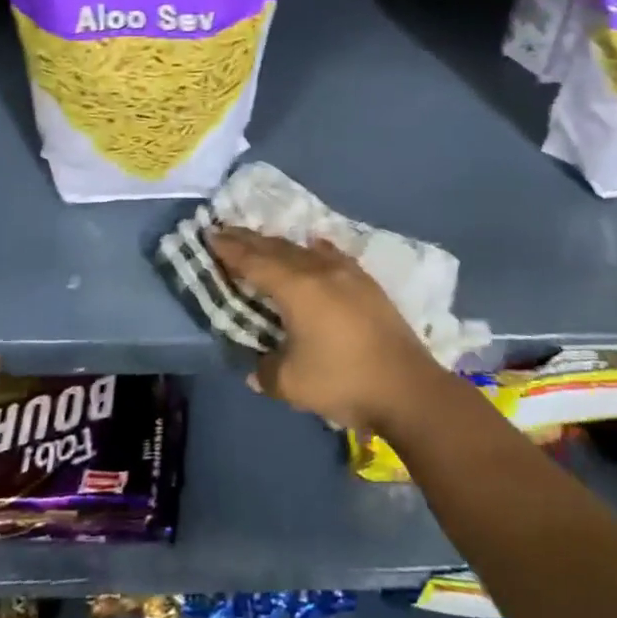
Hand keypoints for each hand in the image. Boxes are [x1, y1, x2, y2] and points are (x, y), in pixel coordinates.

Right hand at [207, 226, 445, 433]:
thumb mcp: (291, 384)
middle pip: (276, 248)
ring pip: (302, 250)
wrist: (406, 386)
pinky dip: (313, 250)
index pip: (253, 261)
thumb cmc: (343, 381)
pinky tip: (313, 245)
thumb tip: (256, 366)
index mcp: (295, 288)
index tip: (210, 234)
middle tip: (225, 231)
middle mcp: (318, 270)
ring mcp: (346, 272)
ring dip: (278, 245)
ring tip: (261, 243)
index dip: (230, 248)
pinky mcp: (365, 282)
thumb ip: (265, 370)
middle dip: (248, 240)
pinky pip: (330, 255)